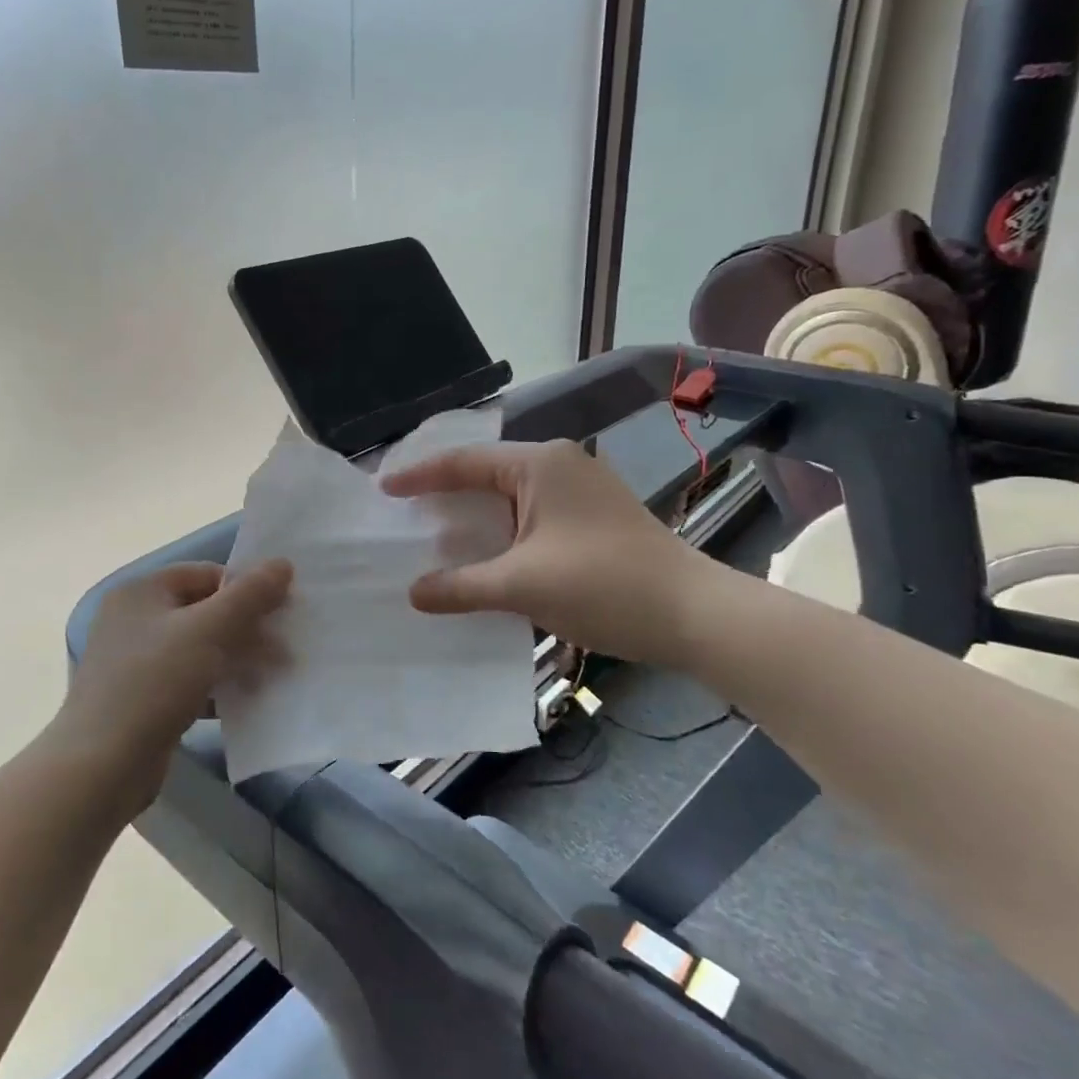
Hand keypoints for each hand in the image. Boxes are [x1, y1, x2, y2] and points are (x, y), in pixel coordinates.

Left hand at [54, 559, 291, 812]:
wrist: (102, 765)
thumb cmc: (155, 682)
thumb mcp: (208, 630)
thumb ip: (249, 595)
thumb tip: (282, 563)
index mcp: (142, 592)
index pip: (206, 574)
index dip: (245, 588)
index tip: (280, 611)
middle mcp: (135, 619)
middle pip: (204, 611)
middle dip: (247, 628)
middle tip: (284, 650)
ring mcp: (136, 661)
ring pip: (200, 648)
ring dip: (237, 659)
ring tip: (273, 676)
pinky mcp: (143, 698)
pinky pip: (190, 680)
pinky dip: (217, 687)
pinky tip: (244, 702)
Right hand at [379, 440, 713, 665]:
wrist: (695, 616)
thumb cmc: (604, 585)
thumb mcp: (521, 586)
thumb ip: (461, 586)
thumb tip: (413, 593)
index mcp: (539, 464)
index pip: (463, 462)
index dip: (419, 477)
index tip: (382, 491)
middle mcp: (559, 465)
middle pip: (485, 473)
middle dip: (443, 494)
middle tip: (403, 513)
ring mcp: (580, 490)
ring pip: (509, 496)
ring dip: (473, 517)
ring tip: (433, 535)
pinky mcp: (592, 517)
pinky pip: (530, 515)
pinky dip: (500, 532)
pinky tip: (482, 556)